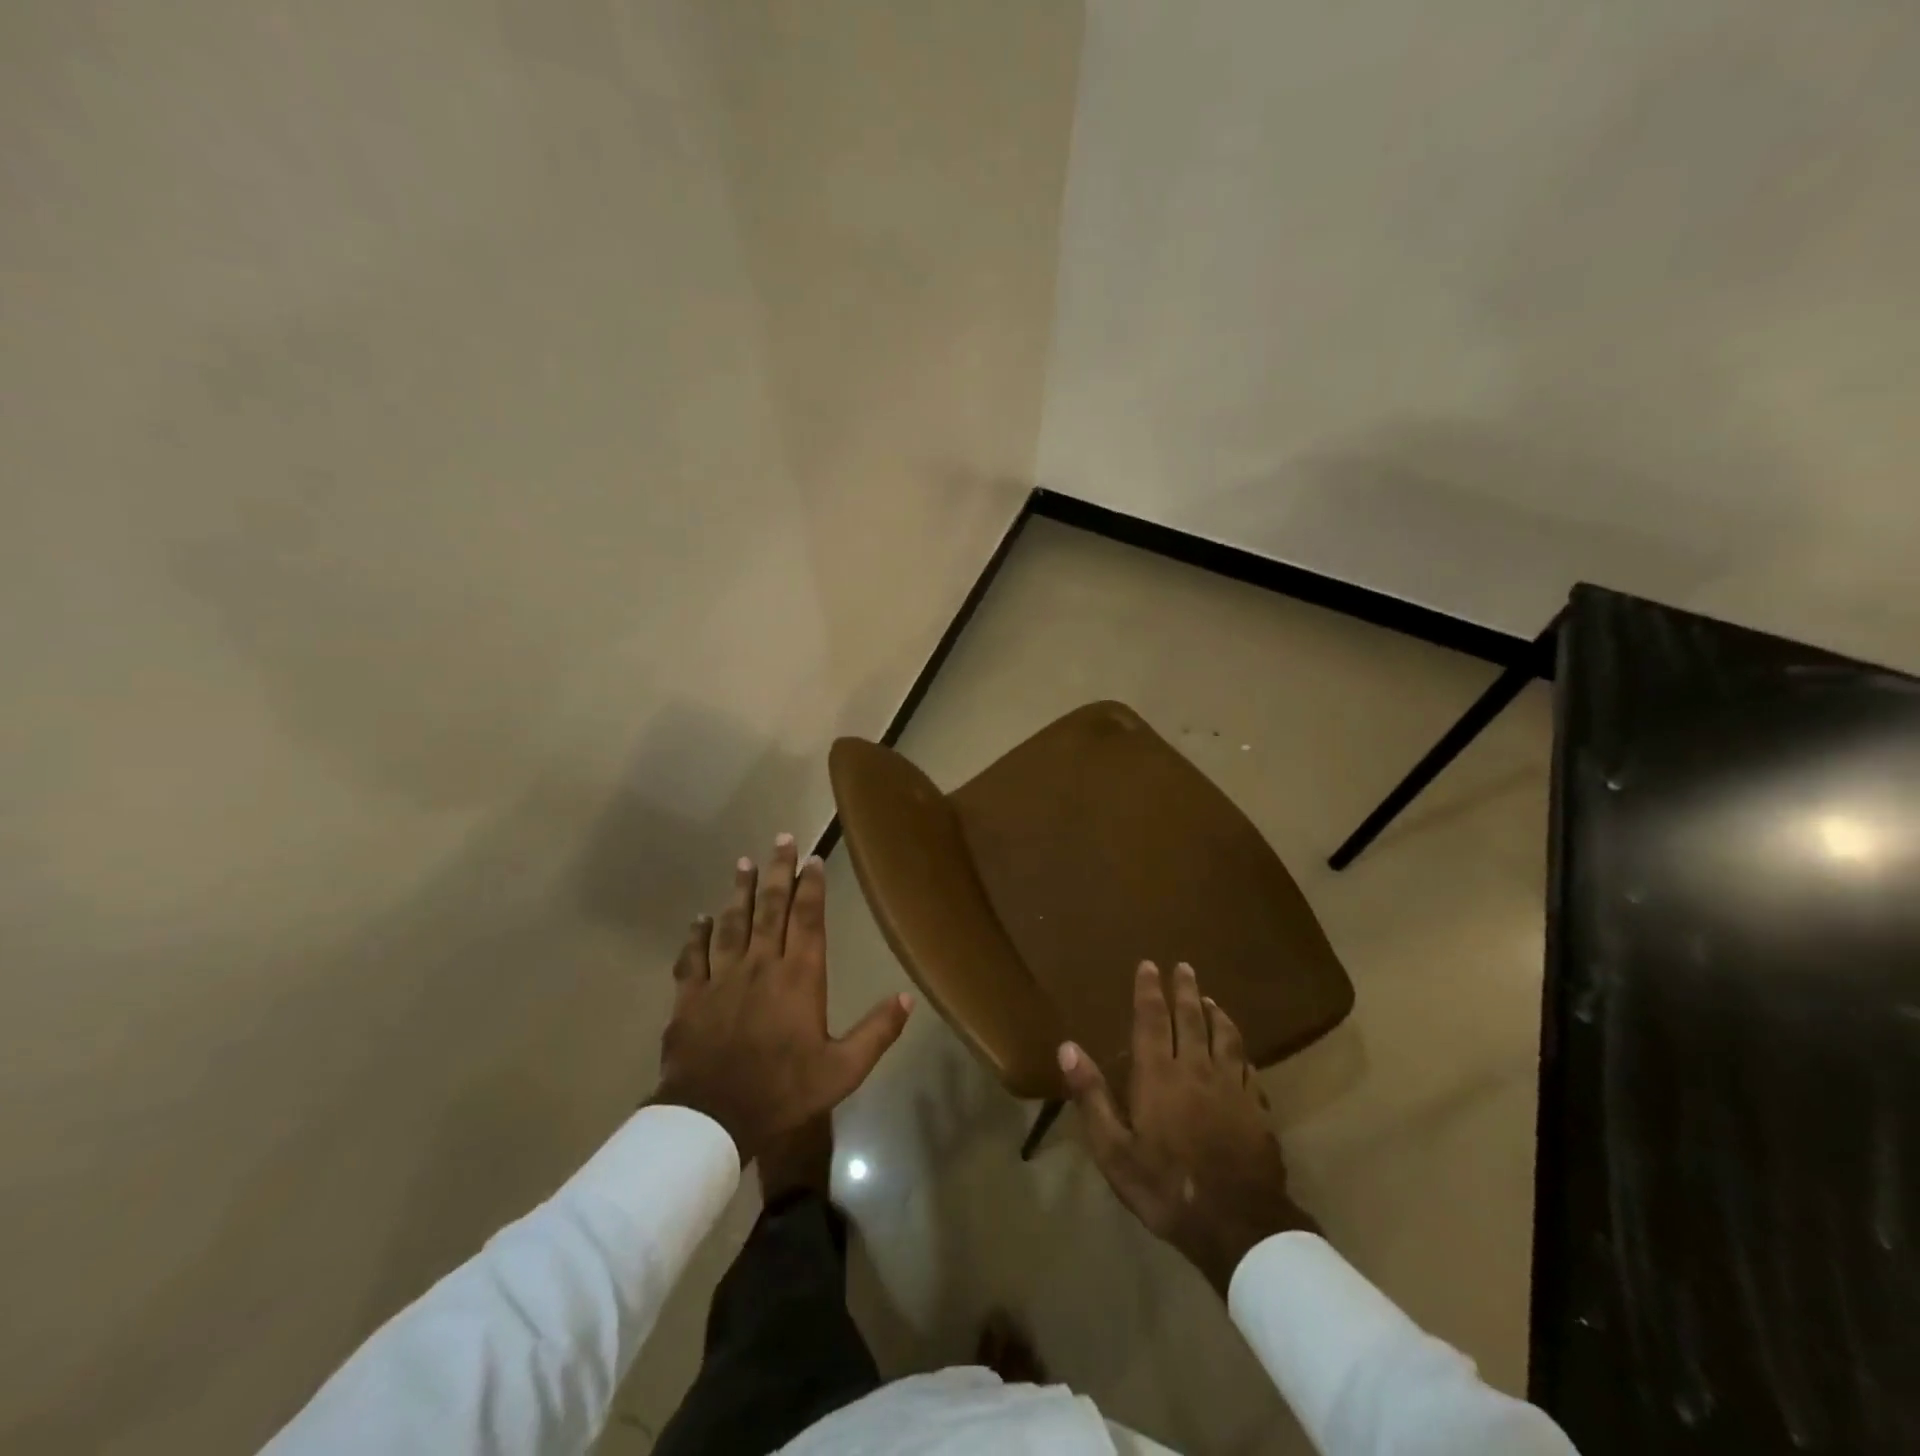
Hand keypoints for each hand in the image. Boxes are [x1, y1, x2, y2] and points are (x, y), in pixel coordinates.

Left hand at [652, 836, 912, 1163]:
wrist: (713, 1117)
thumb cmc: (784, 1091)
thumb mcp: (843, 1069)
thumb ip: (877, 1031)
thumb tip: (908, 998)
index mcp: (800, 977)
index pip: (808, 919)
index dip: (811, 886)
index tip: (813, 859)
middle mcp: (761, 965)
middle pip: (770, 908)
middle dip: (777, 872)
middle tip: (780, 839)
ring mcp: (722, 977)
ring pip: (731, 923)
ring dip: (738, 892)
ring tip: (742, 863)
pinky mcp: (690, 996)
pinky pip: (693, 957)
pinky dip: (696, 935)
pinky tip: (699, 919)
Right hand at [1059, 961, 1313, 1295]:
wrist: (1238, 1225)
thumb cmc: (1166, 1187)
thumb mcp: (1114, 1150)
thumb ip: (1091, 1096)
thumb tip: (1067, 1047)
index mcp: (1158, 1075)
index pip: (1151, 1020)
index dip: (1149, 991)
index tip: (1149, 965)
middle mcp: (1195, 1069)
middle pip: (1190, 1019)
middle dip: (1184, 990)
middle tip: (1183, 966)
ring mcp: (1231, 1087)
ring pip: (1224, 1036)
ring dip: (1215, 1013)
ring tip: (1209, 998)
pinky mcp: (1256, 1107)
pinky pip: (1247, 1066)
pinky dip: (1239, 1048)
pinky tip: (1239, 1049)